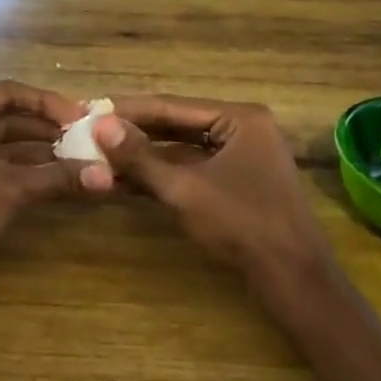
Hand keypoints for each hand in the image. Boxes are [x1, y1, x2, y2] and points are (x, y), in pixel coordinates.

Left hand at [0, 80, 88, 310]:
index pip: (8, 93)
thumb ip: (58, 177)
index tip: (81, 118)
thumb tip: (107, 176)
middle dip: (46, 129)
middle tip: (85, 140)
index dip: (47, 102)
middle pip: (5, 119)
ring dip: (38, 153)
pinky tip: (55, 182)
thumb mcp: (10, 187)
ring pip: (2, 147)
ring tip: (79, 161)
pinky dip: (23, 173)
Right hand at [87, 96, 334, 284]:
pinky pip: (191, 169)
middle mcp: (242, 128)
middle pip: (177, 124)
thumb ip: (140, 157)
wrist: (291, 275)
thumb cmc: (241, 223)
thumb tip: (100, 125)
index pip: (172, 105)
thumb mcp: (184, 188)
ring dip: (144, 156)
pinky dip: (161, 175)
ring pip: (181, 149)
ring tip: (99, 155)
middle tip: (89, 131)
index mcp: (239, 117)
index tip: (90, 109)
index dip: (128, 110)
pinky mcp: (235, 181)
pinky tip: (125, 179)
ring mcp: (241, 156)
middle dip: (134, 132)